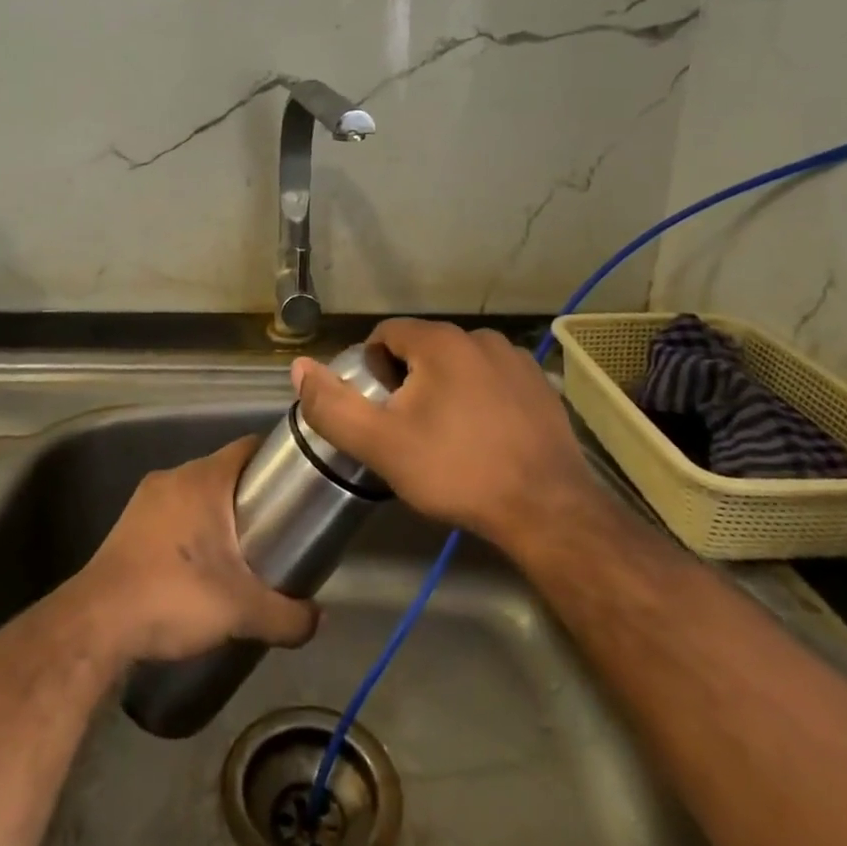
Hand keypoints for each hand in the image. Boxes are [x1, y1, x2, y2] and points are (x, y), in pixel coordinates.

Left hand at [66, 435, 319, 665]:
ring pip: (197, 494)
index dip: (277, 462)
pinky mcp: (128, 524)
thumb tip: (319, 620)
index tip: (298, 487)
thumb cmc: (174, 597)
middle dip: (251, 496)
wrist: (96, 624)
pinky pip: (173, 514)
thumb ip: (288, 616)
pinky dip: (191, 530)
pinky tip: (200, 567)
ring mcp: (146, 499)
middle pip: (225, 472)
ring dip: (219, 515)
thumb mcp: (242, 611)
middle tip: (277, 528)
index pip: (249, 448)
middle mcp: (174, 477)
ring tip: (243, 551)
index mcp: (204, 479)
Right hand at [292, 319, 591, 549]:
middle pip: (422, 349)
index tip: (380, 412)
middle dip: (407, 382)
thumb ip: (333, 405)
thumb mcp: (380, 444)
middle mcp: (480, 337)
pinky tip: (485, 439)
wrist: (547, 510)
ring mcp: (517, 360)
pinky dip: (479, 399)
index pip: (385, 335)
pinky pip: (493, 380)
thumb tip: (298, 367)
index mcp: (440, 341)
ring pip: (459, 365)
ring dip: (444, 390)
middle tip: (409, 431)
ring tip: (448, 438)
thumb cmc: (456, 471)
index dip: (371, 370)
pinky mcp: (541, 386)